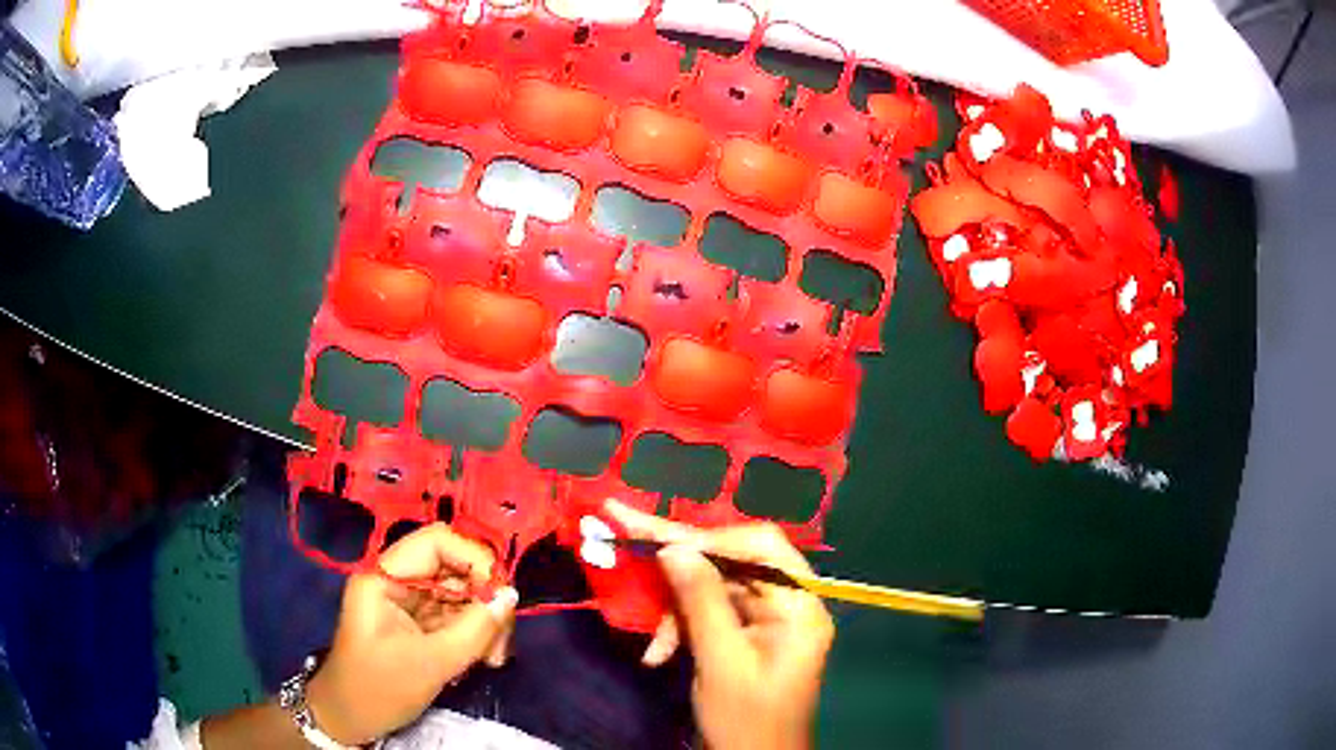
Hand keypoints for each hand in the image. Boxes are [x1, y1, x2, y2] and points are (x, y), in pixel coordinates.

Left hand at [307, 523, 517, 744]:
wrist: (351, 719)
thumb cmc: (380, 689)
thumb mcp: (431, 663)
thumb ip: (475, 629)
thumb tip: (512, 595)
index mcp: (384, 577)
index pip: (436, 542)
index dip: (474, 559)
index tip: (501, 597)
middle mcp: (397, 580)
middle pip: (455, 568)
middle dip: (485, 600)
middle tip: (502, 641)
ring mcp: (410, 602)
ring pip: (462, 593)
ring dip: (485, 622)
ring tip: (493, 659)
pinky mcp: (421, 623)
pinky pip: (458, 615)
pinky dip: (477, 634)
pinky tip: (484, 660)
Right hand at [606, 502, 834, 749]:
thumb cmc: (746, 719)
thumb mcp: (721, 661)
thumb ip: (700, 602)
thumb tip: (673, 547)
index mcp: (799, 606)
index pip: (759, 547)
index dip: (706, 536)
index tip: (653, 532)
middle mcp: (789, 603)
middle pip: (733, 561)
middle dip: (681, 567)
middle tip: (628, 536)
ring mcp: (769, 618)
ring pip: (715, 587)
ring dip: (677, 611)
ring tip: (656, 645)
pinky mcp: (749, 633)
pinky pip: (710, 612)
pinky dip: (681, 628)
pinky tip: (660, 654)